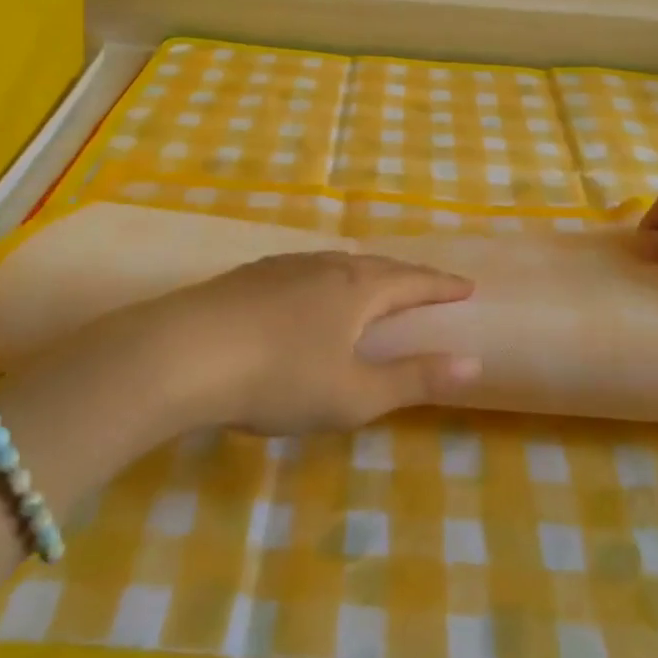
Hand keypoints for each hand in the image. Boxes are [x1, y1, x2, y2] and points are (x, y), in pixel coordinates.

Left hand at [68, 251, 479, 435]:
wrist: (184, 352)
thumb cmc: (279, 377)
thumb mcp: (355, 393)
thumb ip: (414, 378)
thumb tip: (473, 362)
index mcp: (357, 289)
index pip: (413, 281)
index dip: (442, 286)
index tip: (467, 285)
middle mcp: (325, 265)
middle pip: (377, 265)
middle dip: (407, 276)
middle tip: (427, 284)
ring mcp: (284, 266)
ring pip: (337, 263)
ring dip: (365, 274)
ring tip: (374, 284)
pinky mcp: (250, 276)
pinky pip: (306, 269)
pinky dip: (327, 279)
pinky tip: (310, 293)